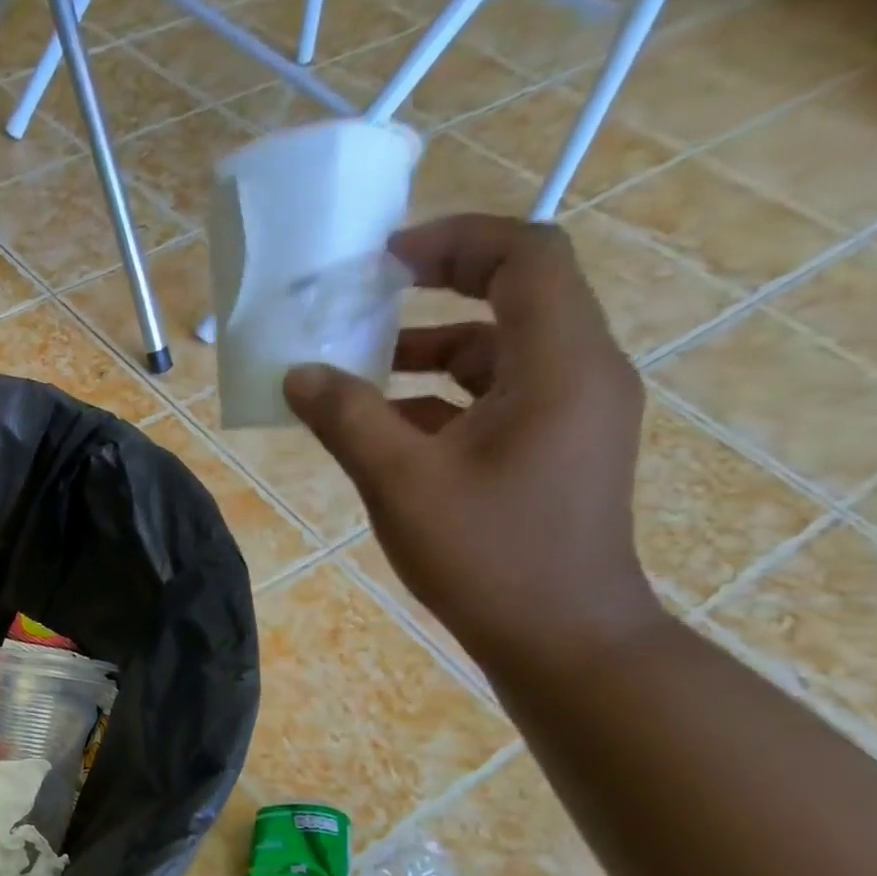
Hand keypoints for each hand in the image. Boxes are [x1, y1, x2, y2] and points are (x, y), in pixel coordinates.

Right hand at [282, 213, 666, 675]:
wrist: (558, 634)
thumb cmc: (485, 553)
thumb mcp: (400, 482)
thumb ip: (346, 419)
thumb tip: (297, 375)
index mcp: (558, 364)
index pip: (526, 257)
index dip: (456, 241)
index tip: (386, 258)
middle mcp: (578, 373)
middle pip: (515, 298)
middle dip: (436, 292)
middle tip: (365, 302)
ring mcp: (569, 414)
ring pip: (498, 354)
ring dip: (429, 353)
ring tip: (357, 373)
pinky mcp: (553, 449)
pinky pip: (495, 399)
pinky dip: (439, 399)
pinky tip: (382, 429)